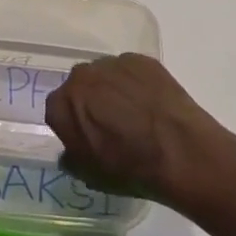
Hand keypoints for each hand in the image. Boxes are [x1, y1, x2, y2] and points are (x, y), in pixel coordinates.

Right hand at [44, 54, 235, 206]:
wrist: (178, 149)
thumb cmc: (129, 167)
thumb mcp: (90, 175)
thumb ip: (72, 158)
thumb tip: (70, 152)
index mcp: (62, 104)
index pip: (57, 110)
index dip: (72, 124)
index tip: (86, 138)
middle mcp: (81, 76)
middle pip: (80, 87)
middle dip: (90, 102)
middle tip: (110, 124)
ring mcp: (112, 64)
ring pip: (105, 75)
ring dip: (113, 89)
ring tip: (135, 112)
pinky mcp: (141, 59)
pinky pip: (131, 70)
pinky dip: (136, 83)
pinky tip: (151, 102)